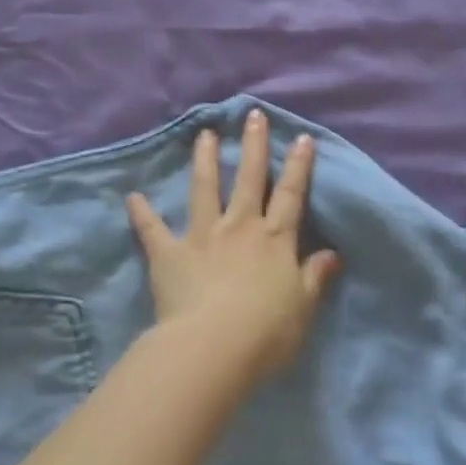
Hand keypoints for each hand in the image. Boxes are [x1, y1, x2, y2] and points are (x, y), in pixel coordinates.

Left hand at [126, 109, 341, 383]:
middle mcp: (240, 227)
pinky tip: (133, 197)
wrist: (214, 348)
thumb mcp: (303, 307)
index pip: (291, 195)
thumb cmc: (267, 332)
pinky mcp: (170, 254)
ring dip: (204, 160)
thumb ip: (314, 277)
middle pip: (249, 178)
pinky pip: (153, 230)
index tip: (301, 137)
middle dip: (253, 146)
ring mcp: (203, 236)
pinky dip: (142, 214)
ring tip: (204, 134)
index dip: (298, 166)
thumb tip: (332, 254)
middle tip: (252, 116)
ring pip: (204, 189)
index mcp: (274, 240)